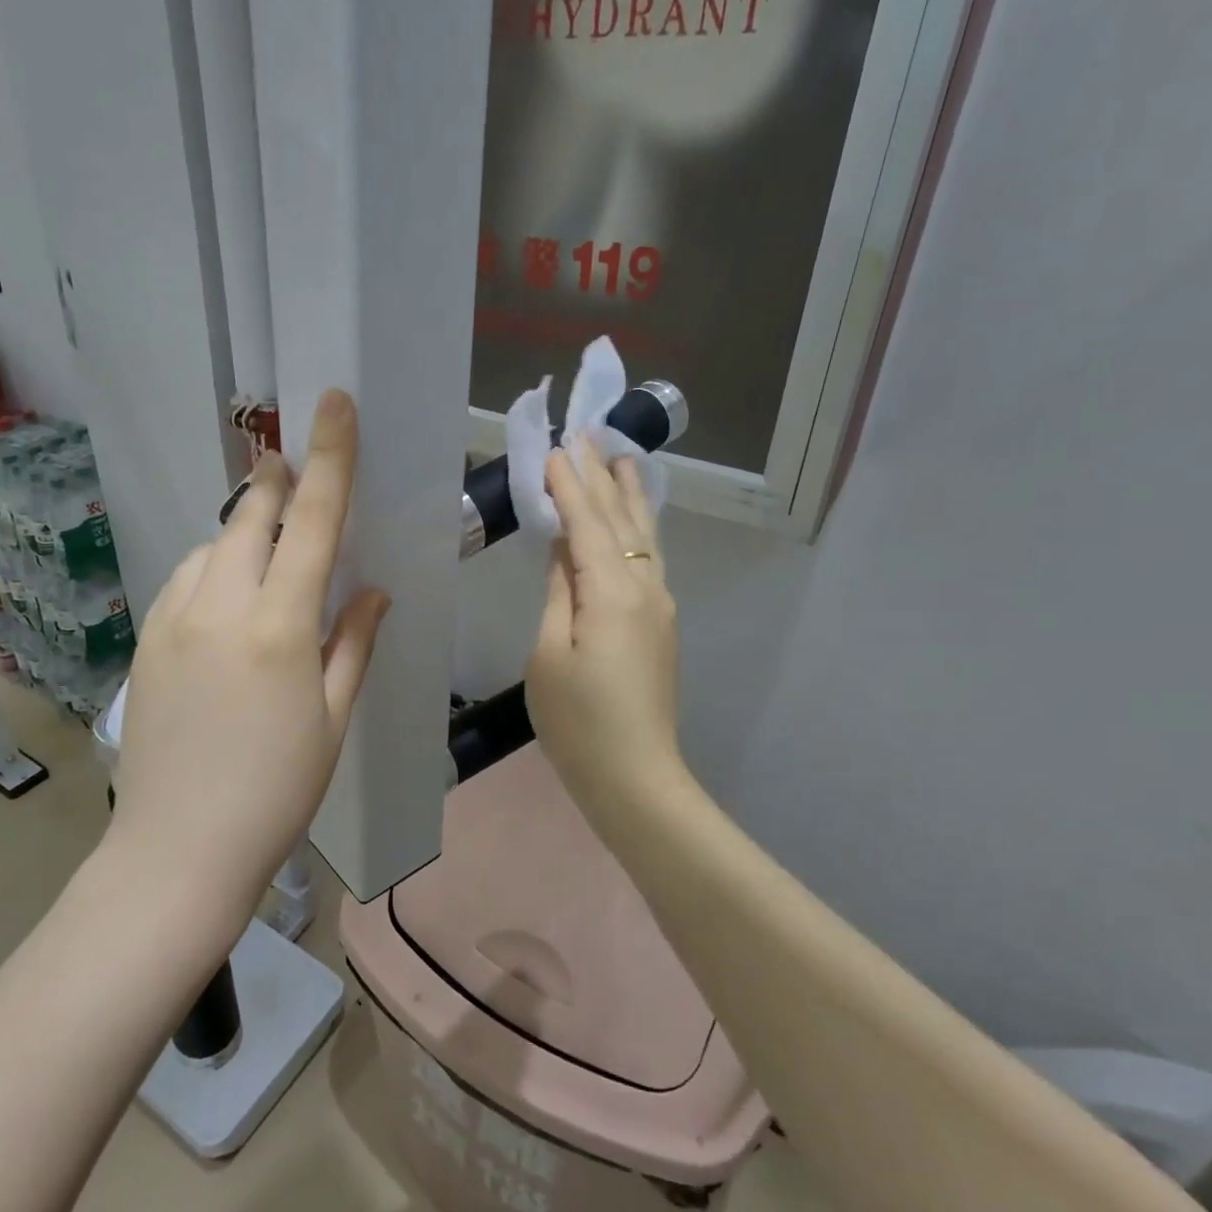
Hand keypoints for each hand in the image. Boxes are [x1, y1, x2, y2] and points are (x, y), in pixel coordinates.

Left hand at [108, 389, 389, 911]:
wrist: (179, 851)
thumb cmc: (277, 791)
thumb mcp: (333, 718)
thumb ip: (353, 642)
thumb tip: (372, 591)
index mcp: (280, 627)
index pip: (314, 522)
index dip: (330, 459)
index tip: (332, 404)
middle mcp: (220, 607)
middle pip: (250, 517)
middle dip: (275, 483)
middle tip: (291, 465)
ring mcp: (173, 621)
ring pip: (211, 547)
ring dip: (242, 532)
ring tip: (265, 551)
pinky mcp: (144, 642)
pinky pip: (183, 581)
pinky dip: (210, 569)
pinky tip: (224, 598)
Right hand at [526, 435, 683, 824]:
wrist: (635, 777)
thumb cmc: (579, 722)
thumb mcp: (549, 655)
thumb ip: (558, 594)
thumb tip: (564, 551)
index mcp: (613, 592)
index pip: (587, 523)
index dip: (570, 485)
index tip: (556, 447)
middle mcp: (646, 588)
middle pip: (621, 520)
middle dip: (603, 477)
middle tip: (590, 434)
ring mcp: (660, 606)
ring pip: (644, 537)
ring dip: (630, 496)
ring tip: (624, 459)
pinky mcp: (661, 625)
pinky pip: (648, 559)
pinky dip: (638, 528)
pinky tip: (635, 521)